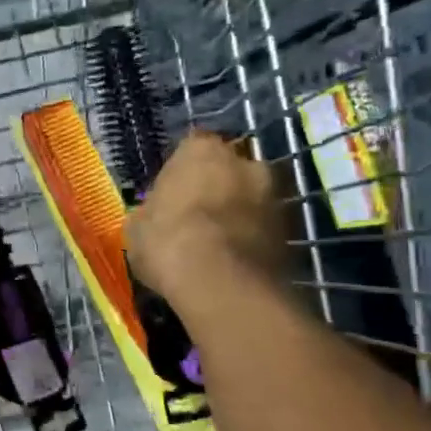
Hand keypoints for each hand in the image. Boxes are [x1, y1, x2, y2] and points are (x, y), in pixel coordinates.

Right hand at [125, 132, 284, 303]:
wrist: (221, 283)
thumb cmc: (168, 240)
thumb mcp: (138, 226)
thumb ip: (151, 211)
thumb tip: (154, 216)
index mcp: (202, 151)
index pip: (192, 148)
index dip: (182, 171)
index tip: (173, 193)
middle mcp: (245, 162)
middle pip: (229, 170)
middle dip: (218, 188)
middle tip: (198, 217)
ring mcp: (274, 196)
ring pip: (251, 200)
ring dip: (238, 215)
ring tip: (218, 245)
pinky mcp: (292, 232)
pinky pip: (264, 230)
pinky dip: (252, 240)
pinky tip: (233, 263)